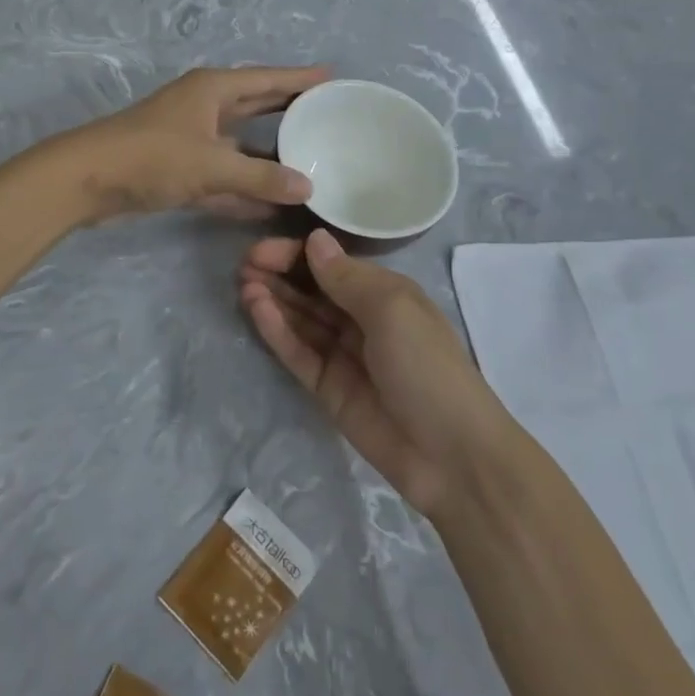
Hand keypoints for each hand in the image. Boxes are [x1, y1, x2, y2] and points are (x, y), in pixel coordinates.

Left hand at [56, 66, 328, 222]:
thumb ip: (261, 177)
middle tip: (328, 115)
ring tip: (310, 161)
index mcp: (213, 90)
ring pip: (241, 145)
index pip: (267, 79)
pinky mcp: (179, 169)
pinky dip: (245, 187)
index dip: (300, 79)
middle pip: (256, 106)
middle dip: (289, 110)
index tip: (333, 78)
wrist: (87, 180)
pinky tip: (273, 204)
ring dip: (269, 155)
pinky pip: (224, 175)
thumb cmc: (152, 156)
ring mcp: (191, 139)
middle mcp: (204, 108)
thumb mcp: (212, 165)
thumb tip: (308, 187)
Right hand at [239, 229, 509, 516]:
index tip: (263, 248)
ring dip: (273, 299)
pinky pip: (297, 352)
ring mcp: (343, 355)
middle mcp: (361, 319)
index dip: (297, 254)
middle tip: (244, 264)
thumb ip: (346, 277)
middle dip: (280, 274)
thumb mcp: (391, 309)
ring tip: (243, 284)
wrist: (451, 455)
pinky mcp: (327, 388)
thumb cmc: (427, 366)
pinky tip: (256, 309)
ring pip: (300, 319)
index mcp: (384, 294)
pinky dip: (276, 331)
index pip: (332, 265)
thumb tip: (314, 239)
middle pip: (312, 290)